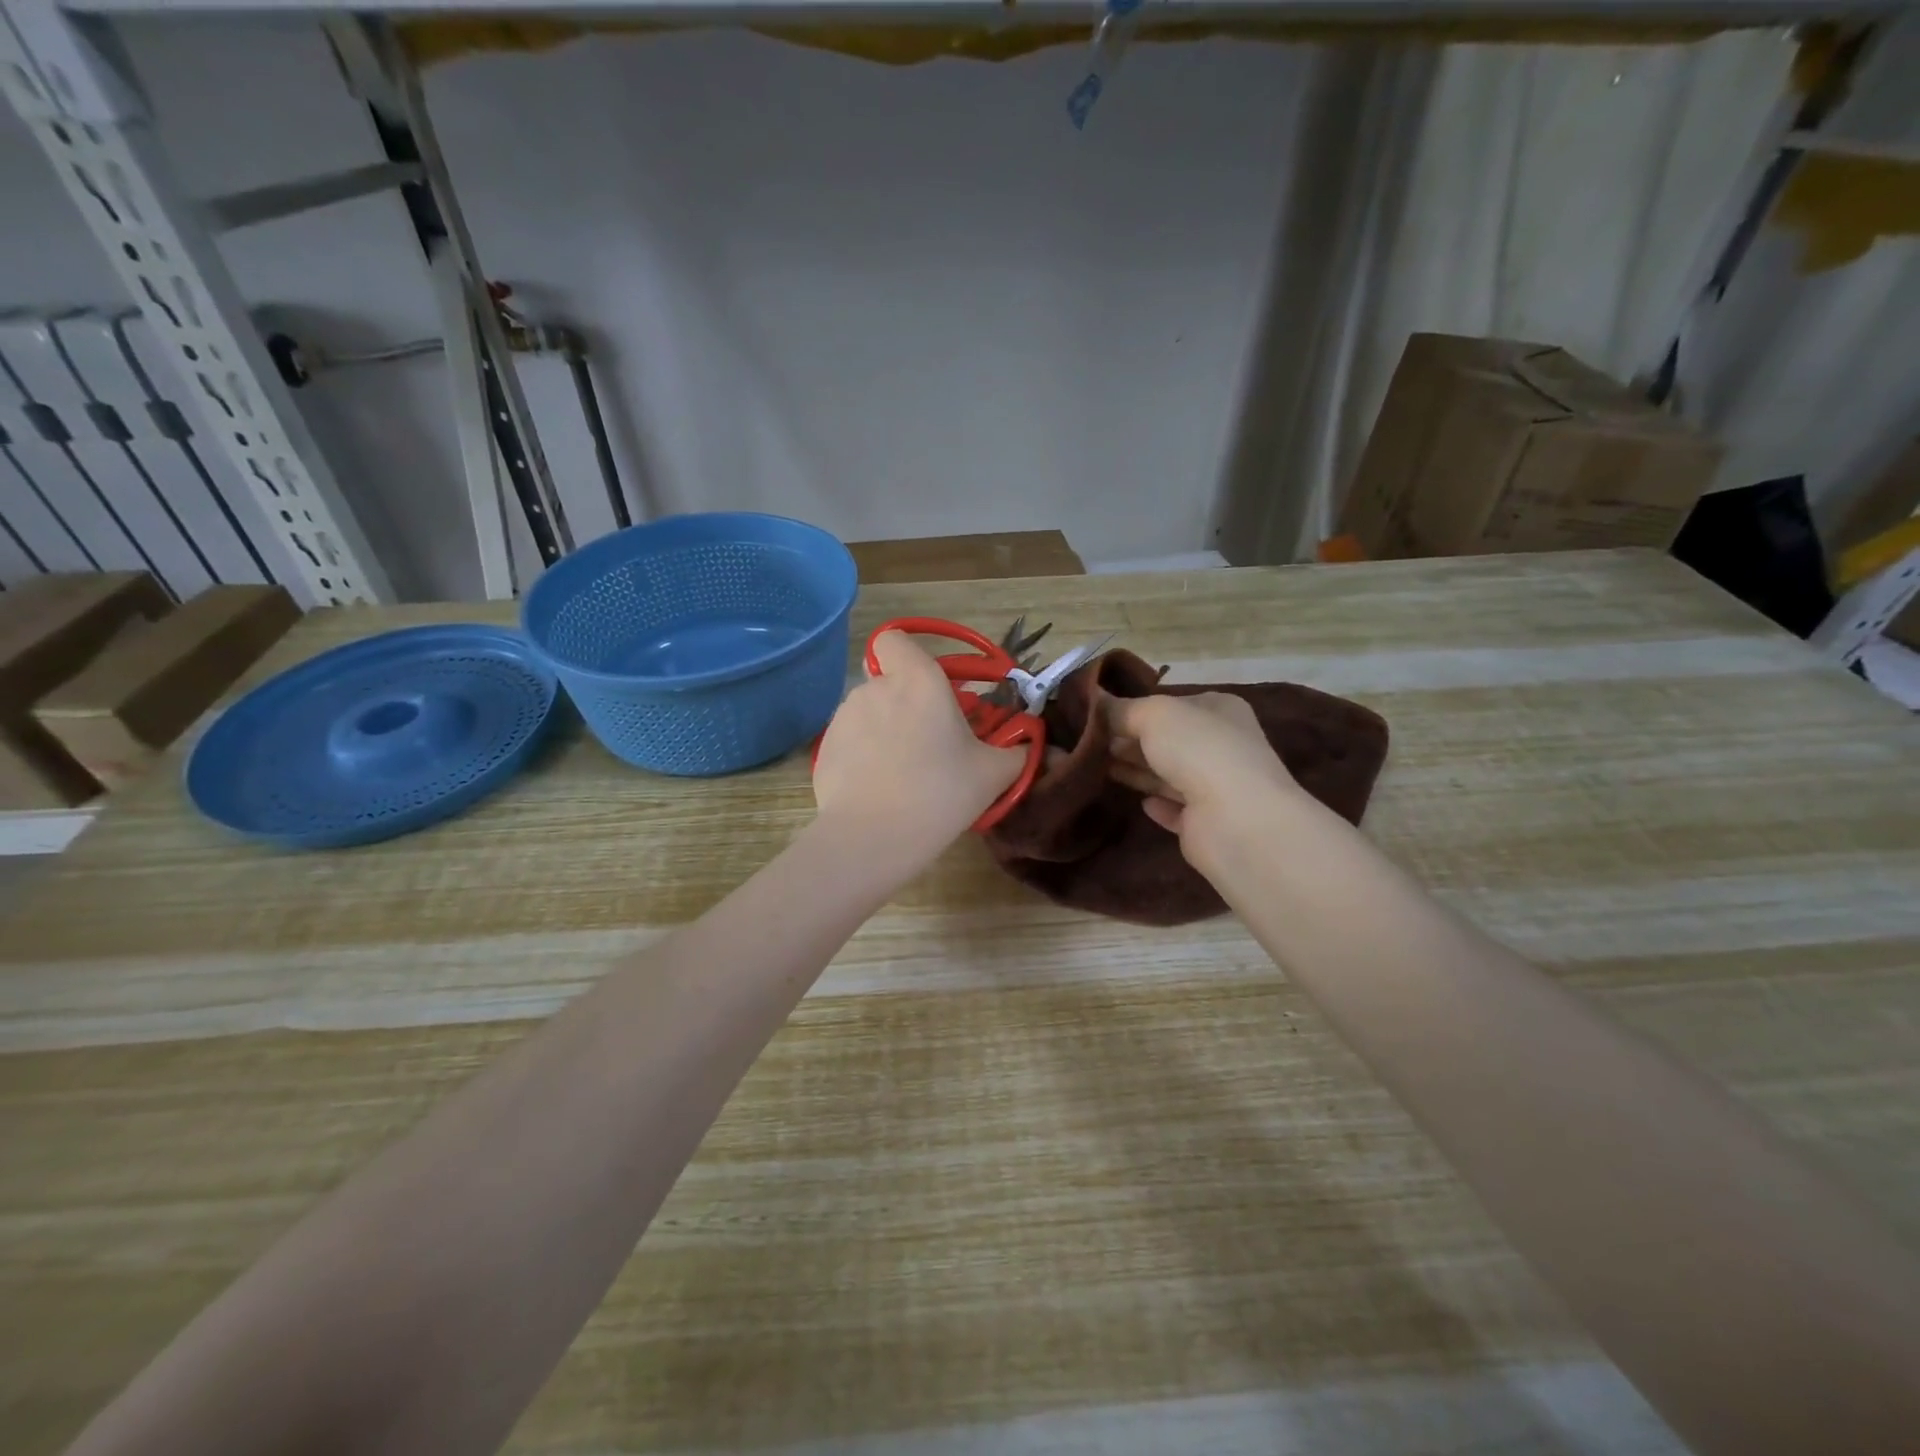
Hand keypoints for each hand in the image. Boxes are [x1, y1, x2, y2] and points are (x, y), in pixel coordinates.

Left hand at [812, 631, 1025, 864]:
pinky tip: (879, 788)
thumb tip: (1033, 746)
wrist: (871, 838)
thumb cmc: (939, 793)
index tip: (930, 688)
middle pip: (889, 680)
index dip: (908, 656)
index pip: (895, 639)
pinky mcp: (825, 748)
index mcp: (918, 679)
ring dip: (885, 728)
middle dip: (907, 702)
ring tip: (904, 772)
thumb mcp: (993, 774)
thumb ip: (1017, 751)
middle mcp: (876, 687)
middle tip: (931, 742)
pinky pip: (851, 740)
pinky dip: (864, 755)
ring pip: (869, 711)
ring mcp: (844, 717)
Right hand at [1103, 692, 1299, 864]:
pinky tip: (1140, 803)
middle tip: (1088, 743)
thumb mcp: (1154, 715)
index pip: (1172, 704)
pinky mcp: (1205, 823)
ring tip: (1095, 767)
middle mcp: (1221, 745)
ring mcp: (1216, 786)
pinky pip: (1175, 809)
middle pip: (1167, 740)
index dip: (1135, 708)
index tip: (1096, 716)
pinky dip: (1158, 804)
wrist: (1235, 820)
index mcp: (1219, 710)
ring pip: (1168, 774)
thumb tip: (1094, 699)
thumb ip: (1122, 709)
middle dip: (1130, 741)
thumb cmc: (1198, 751)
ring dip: (1136, 770)